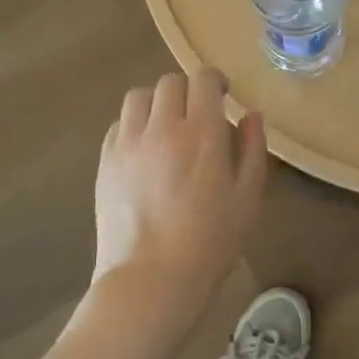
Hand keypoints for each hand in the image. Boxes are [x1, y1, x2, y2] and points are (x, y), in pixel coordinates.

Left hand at [93, 68, 267, 320]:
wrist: (150, 279)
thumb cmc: (210, 241)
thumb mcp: (247, 198)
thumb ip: (252, 150)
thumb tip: (251, 116)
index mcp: (201, 133)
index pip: (203, 79)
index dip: (215, 80)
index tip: (222, 95)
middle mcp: (161, 128)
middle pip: (169, 83)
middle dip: (187, 91)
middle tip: (196, 116)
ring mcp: (128, 144)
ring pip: (138, 97)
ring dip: (156, 103)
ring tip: (165, 128)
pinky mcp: (105, 162)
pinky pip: (118, 126)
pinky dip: (133, 127)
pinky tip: (143, 151)